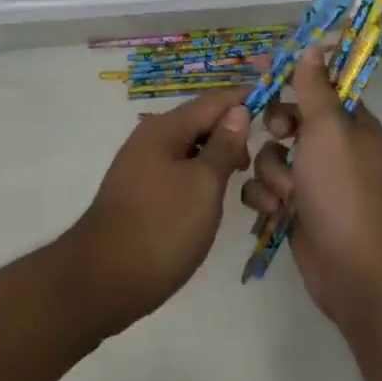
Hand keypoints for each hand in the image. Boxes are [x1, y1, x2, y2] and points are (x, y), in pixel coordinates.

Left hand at [64, 87, 252, 334]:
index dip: (244, 100)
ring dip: (219, 158)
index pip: (213, 101)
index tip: (278, 106)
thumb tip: (237, 110)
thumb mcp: (204, 184)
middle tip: (266, 157)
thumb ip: (224, 145)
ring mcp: (142, 166)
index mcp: (165, 128)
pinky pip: (179, 171)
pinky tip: (217, 196)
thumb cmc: (162, 227)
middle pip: (201, 123)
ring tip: (247, 179)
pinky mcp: (141, 193)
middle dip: (234, 133)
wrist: (104, 280)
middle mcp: (150, 139)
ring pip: (190, 150)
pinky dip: (202, 176)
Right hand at [241, 45, 381, 330]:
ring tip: (287, 194)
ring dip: (272, 173)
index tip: (262, 66)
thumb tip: (315, 46)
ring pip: (272, 157)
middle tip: (283, 138)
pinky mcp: (296, 211)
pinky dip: (266, 199)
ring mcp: (315, 183)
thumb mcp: (329, 130)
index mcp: (352, 126)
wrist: (353, 269)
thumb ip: (315, 88)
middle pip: (289, 121)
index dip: (293, 75)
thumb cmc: (344, 190)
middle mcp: (334, 151)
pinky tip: (275, 213)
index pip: (321, 87)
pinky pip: (266, 190)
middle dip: (278, 131)